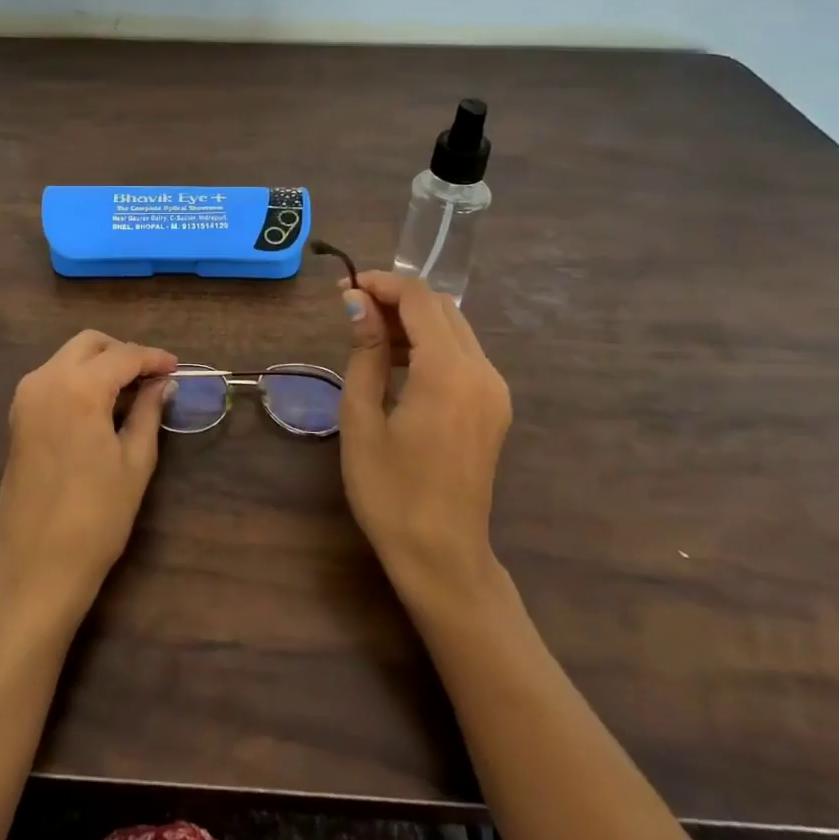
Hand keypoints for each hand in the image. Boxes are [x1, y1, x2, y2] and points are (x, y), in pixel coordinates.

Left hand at [0, 330, 176, 631]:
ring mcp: (26, 396)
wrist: (36, 564)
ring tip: (132, 390)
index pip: (123, 356)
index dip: (153, 358)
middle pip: (89, 344)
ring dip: (100, 363)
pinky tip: (102, 403)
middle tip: (153, 377)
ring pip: (68, 357)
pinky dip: (79, 378)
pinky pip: (53, 378)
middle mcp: (46, 380)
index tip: (176, 368)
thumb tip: (163, 384)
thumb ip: (148, 412)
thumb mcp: (135, 461)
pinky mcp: (18, 415)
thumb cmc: (96, 516)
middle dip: (123, 352)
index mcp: (78, 388)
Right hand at [337, 272, 512, 607]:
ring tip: (368, 335)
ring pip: (455, 328)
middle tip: (351, 308)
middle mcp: (482, 372)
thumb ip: (366, 352)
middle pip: (442, 308)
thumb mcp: (362, 417)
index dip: (381, 283)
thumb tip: (357, 302)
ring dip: (413, 319)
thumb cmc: (389, 491)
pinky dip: (431, 344)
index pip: (419, 299)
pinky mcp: (495, 406)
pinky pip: (463, 355)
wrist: (442, 556)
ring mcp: (495, 390)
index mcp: (448, 373)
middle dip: (396, 297)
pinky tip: (399, 363)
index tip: (343, 288)